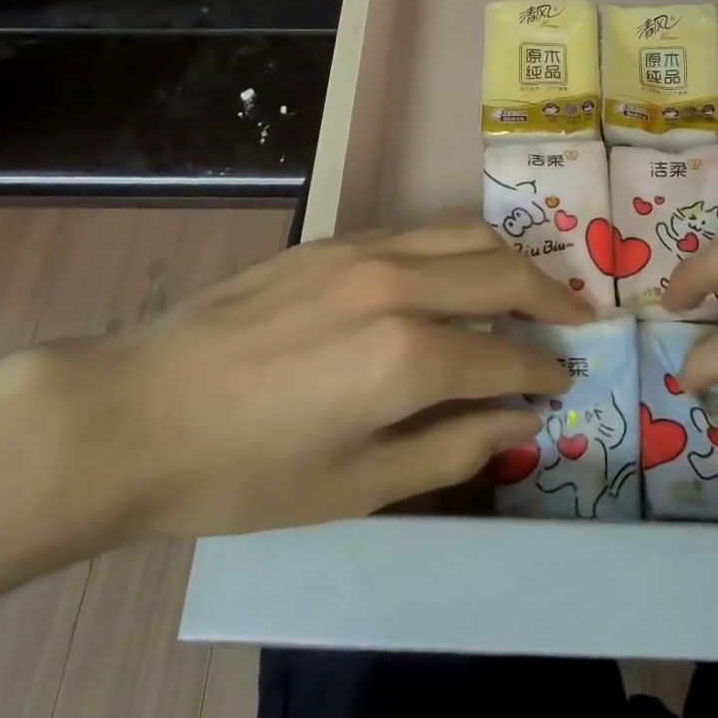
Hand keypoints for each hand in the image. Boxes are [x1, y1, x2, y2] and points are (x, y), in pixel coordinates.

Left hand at [63, 219, 590, 542]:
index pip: (507, 352)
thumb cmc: (247, 472)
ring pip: (466, 232)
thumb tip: (520, 421)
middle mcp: (399, 283)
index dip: (545, 370)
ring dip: (510, 259)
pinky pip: (420, 232)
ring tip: (530, 290)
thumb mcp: (358, 486)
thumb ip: (452, 446)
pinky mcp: (336, 238)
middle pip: (502, 268)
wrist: (141, 409)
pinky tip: (454, 278)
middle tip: (576, 322)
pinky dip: (458, 249)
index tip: (566, 381)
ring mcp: (365, 249)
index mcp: (408, 355)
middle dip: (552, 296)